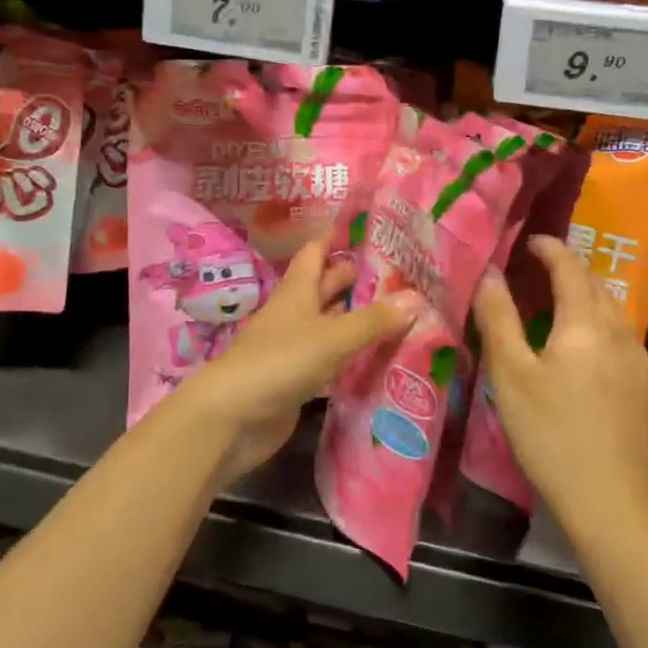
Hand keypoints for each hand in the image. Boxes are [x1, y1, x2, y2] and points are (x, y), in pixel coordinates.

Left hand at [174, 239, 421, 483]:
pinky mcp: (296, 381)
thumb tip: (417, 297)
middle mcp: (294, 314)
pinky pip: (329, 360)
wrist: (231, 420)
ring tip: (397, 311)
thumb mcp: (331, 337)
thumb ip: (373, 320)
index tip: (367, 227)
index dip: (335, 238)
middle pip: (324, 288)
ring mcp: (293, 348)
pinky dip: (350, 355)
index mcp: (296, 291)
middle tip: (396, 272)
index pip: (315, 253)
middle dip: (353, 278)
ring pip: (329, 324)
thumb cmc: (279, 362)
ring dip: (355, 318)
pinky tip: (376, 356)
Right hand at [472, 235, 647, 537]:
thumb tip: (491, 273)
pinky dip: (595, 320)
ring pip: (610, 308)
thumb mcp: (512, 376)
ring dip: (583, 293)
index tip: (528, 242)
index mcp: (586, 323)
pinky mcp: (643, 385)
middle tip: (535, 268)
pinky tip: (580, 344)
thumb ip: (499, 319)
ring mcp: (637, 359)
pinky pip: (618, 333)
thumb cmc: (552, 436)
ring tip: (554, 301)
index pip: (569, 267)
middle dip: (567, 267)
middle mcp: (618, 331)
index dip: (549, 248)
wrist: (614, 504)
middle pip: (595, 283)